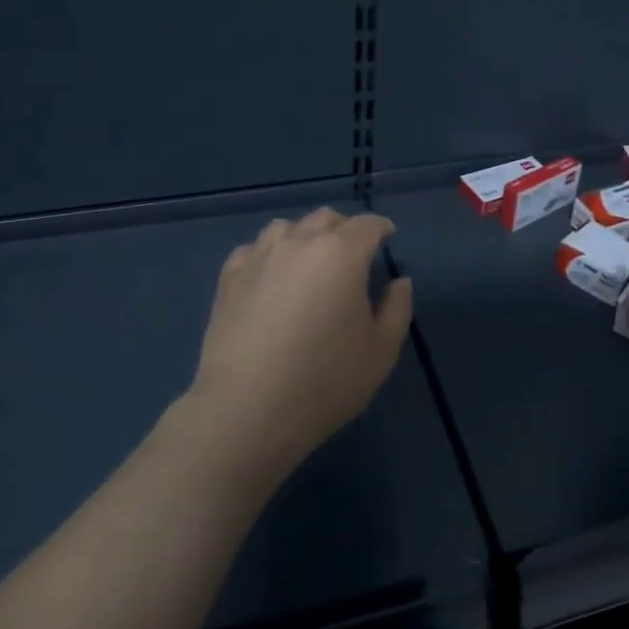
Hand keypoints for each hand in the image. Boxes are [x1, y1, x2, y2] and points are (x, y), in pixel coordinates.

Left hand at [181, 208, 412, 485]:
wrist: (248, 410)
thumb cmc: (325, 381)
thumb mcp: (381, 351)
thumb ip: (397, 308)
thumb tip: (398, 282)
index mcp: (341, 254)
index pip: (367, 225)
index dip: (381, 228)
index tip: (388, 237)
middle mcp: (299, 243)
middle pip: (326, 218)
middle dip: (344, 229)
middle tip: (353, 254)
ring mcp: (259, 258)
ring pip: (286, 227)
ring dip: (305, 236)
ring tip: (310, 261)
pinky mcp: (229, 278)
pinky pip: (253, 249)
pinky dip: (269, 254)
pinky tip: (272, 276)